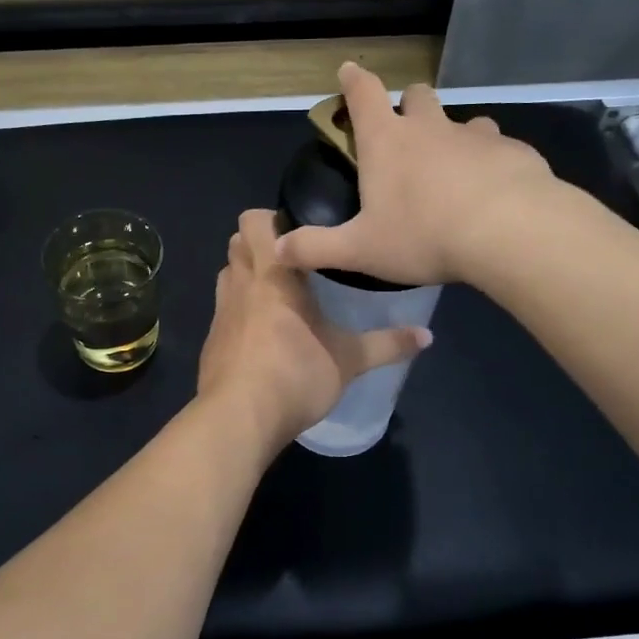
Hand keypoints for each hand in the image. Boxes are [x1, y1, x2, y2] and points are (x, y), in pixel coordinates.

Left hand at [197, 209, 430, 450]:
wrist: (239, 418)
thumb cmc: (295, 374)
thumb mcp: (349, 360)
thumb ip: (387, 344)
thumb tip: (427, 336)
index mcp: (272, 274)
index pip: (254, 222)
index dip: (272, 219)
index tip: (301, 234)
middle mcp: (240, 284)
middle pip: (236, 243)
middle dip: (258, 245)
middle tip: (292, 261)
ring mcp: (220, 313)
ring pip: (227, 275)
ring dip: (246, 276)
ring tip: (277, 294)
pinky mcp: (211, 341)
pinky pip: (223, 310)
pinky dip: (238, 312)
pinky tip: (260, 335)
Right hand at [274, 62, 561, 286]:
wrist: (509, 232)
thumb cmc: (423, 235)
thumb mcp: (360, 250)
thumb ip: (316, 248)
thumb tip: (276, 249)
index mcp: (387, 142)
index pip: (364, 94)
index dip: (353, 80)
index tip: (348, 70)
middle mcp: (431, 128)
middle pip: (418, 96)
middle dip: (408, 105)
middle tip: (405, 131)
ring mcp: (476, 136)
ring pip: (463, 120)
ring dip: (454, 135)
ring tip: (454, 168)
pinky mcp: (515, 151)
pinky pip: (499, 148)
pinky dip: (491, 162)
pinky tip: (493, 191)